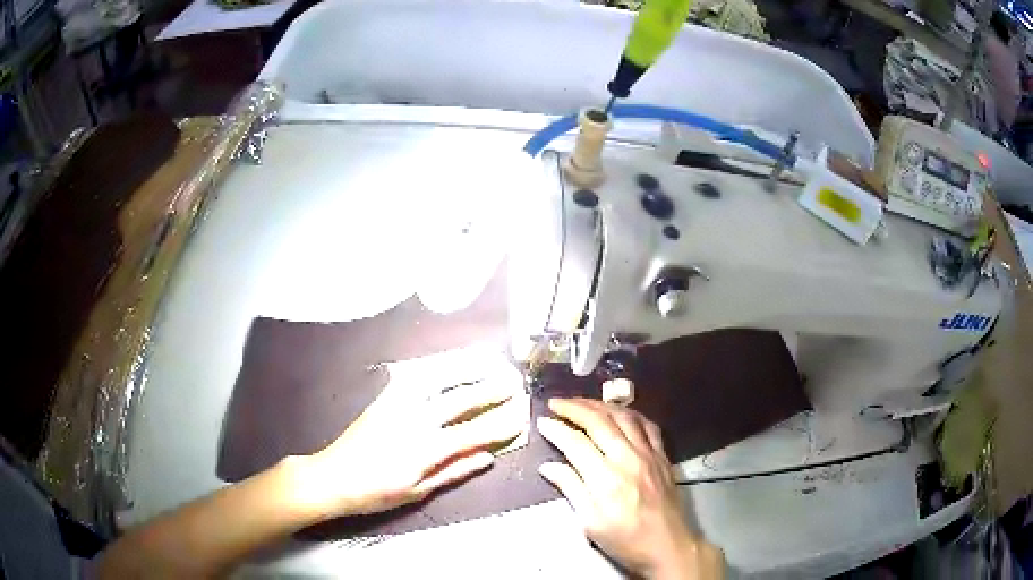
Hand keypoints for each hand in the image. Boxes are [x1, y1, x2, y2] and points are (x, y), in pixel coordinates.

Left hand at [294, 361, 525, 519]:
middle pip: (459, 400)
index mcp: (427, 448)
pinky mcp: (384, 399)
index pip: (473, 433)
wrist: (334, 477)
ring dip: (464, 370)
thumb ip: (454, 471)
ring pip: (437, 380)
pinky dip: (433, 370)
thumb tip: (487, 457)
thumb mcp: (418, 491)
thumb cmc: (377, 492)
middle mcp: (416, 419)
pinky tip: (444, 366)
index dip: (498, 425)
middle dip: (488, 390)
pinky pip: (413, 377)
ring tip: (484, 364)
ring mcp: (398, 404)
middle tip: (510, 383)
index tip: (519, 417)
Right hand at [537, 398, 723, 579]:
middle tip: (556, 403)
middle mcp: (628, 459)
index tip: (542, 422)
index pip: (576, 443)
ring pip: (623, 416)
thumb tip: (548, 466)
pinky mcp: (662, 456)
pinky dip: (630, 413)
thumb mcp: (590, 524)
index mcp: (606, 479)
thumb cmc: (625, 540)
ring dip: (600, 405)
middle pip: (599, 421)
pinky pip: (647, 425)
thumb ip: (571, 489)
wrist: (668, 546)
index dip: (556, 429)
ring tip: (582, 403)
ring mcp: (648, 454)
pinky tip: (620, 413)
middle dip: (574, 407)